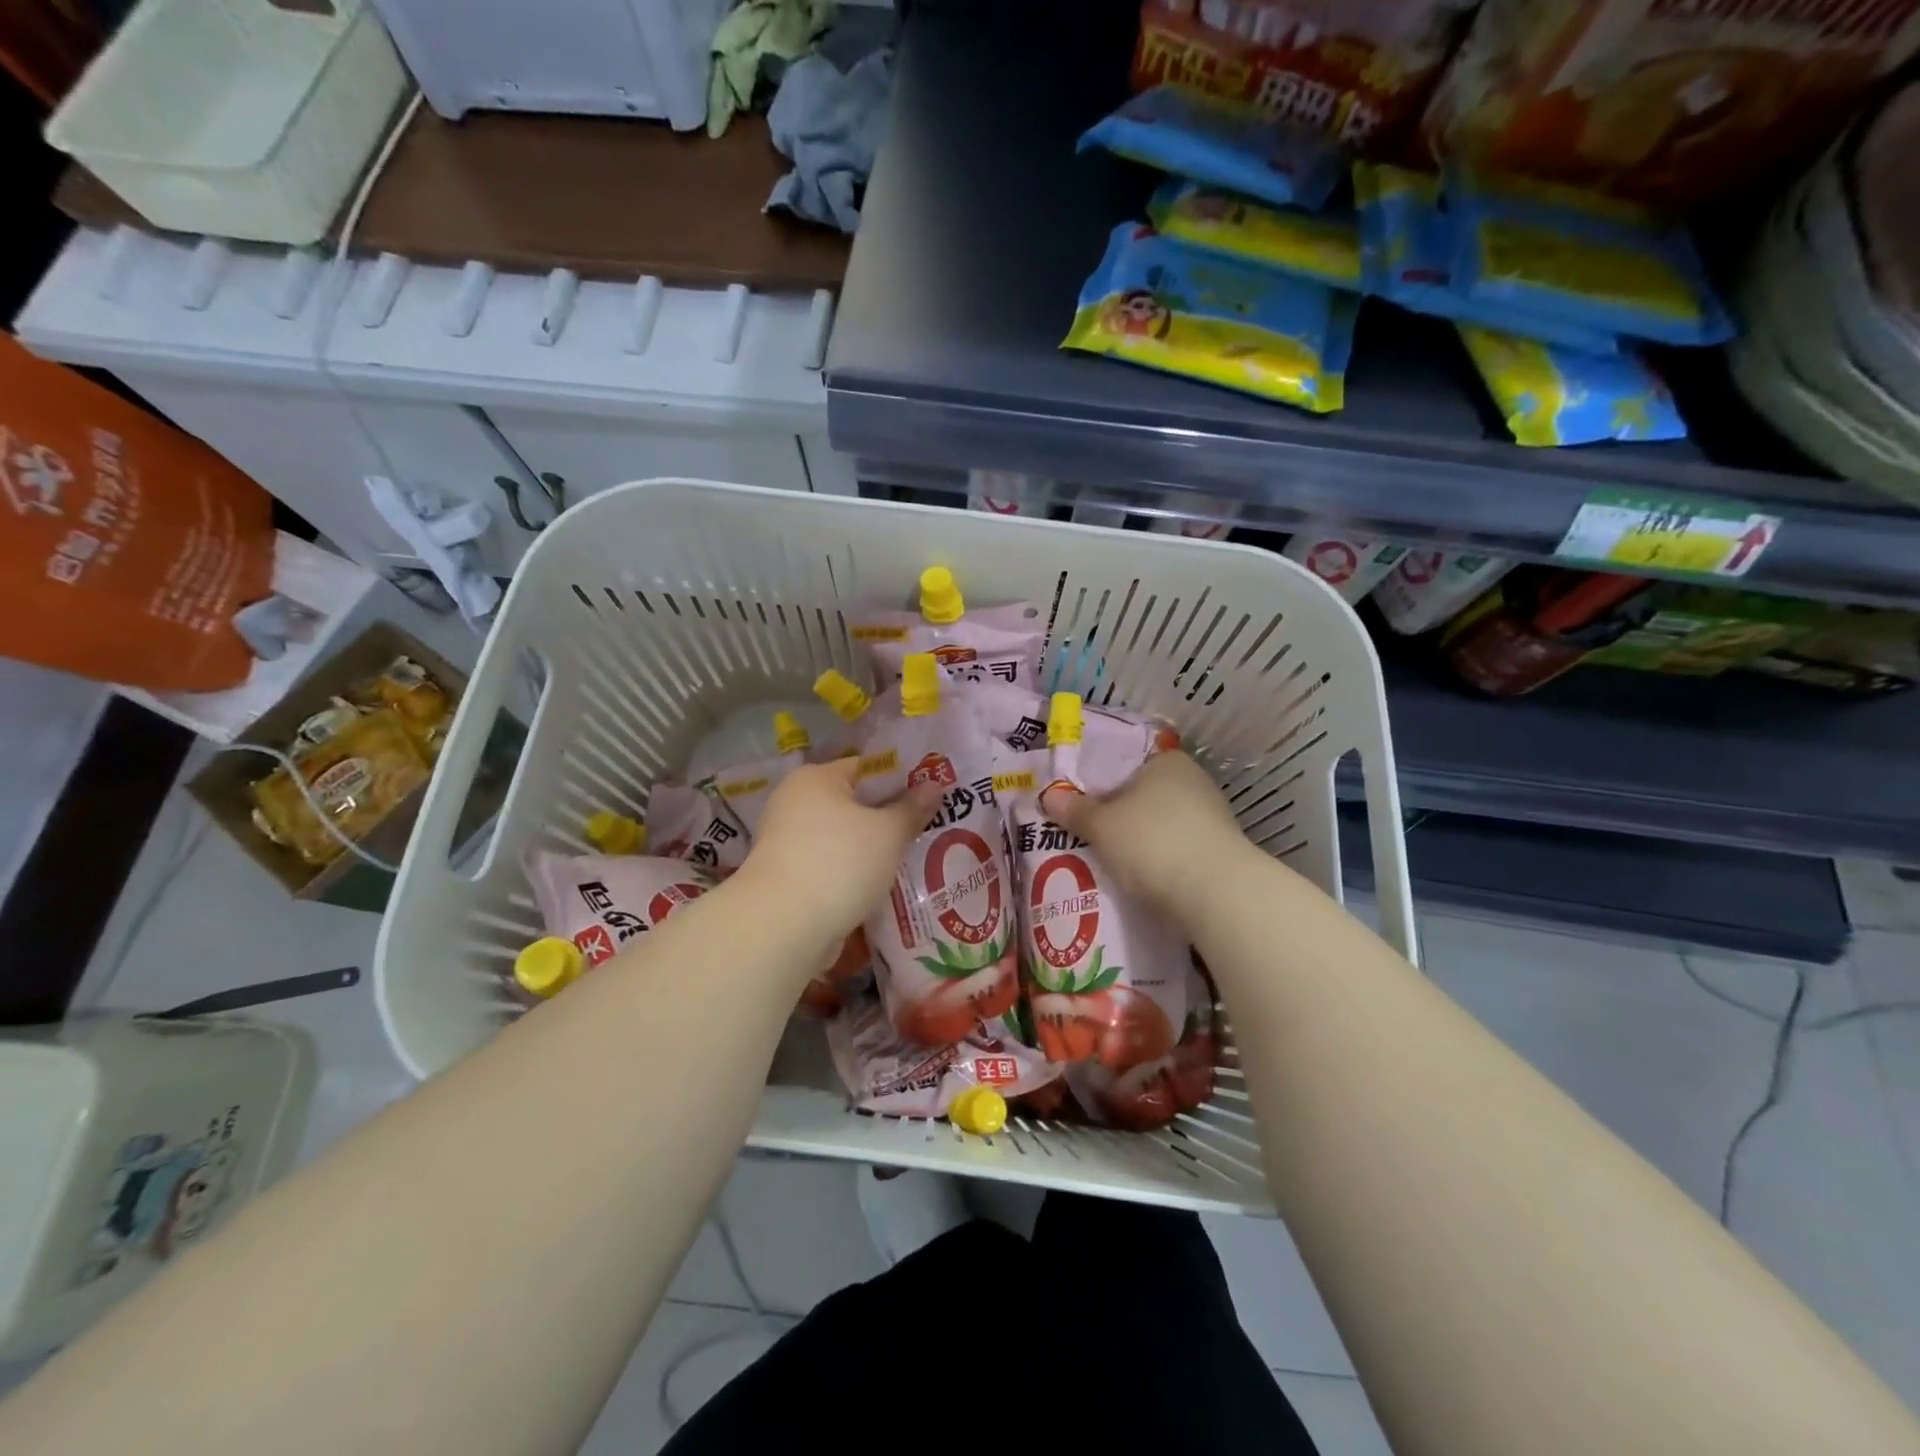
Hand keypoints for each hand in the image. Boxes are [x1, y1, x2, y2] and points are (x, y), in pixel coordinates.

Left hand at [736, 758, 941, 954]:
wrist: (784, 927)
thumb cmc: (839, 863)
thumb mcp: (888, 832)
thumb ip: (912, 808)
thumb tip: (934, 785)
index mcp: (815, 779)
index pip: (866, 768)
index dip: (902, 779)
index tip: (932, 796)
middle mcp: (796, 804)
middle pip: (855, 805)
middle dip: (890, 819)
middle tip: (929, 829)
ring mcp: (789, 843)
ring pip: (845, 840)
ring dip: (873, 851)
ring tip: (914, 861)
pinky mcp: (790, 879)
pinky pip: (833, 867)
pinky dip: (855, 875)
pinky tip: (884, 888)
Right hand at [1041, 751, 1259, 926]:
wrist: (1216, 894)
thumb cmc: (1152, 842)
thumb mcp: (1101, 825)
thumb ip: (1075, 809)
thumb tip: (1048, 795)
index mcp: (1167, 762)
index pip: (1125, 762)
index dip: (1097, 780)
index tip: (1075, 800)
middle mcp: (1192, 782)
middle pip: (1141, 794)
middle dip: (1115, 813)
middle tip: (1082, 830)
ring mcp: (1209, 817)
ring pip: (1158, 823)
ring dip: (1135, 839)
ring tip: (1102, 857)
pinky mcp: (1216, 852)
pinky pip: (1173, 849)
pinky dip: (1155, 859)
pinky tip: (1135, 876)